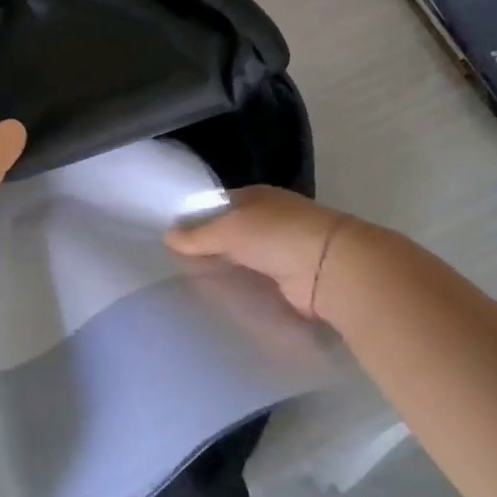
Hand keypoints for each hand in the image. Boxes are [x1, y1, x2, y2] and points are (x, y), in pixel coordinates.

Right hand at [164, 185, 353, 318]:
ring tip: (188, 288)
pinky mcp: (287, 281)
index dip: (195, 219)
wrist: (330, 269)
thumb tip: (167, 235)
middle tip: (172, 268)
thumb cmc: (278, 235)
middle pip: (229, 234)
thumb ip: (198, 234)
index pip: (218, 205)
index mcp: (256, 197)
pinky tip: (217, 299)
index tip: (170, 240)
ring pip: (241, 260)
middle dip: (207, 249)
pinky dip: (240, 289)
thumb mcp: (231, 228)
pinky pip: (255, 283)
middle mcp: (268, 221)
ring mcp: (280, 251)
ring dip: (224, 271)